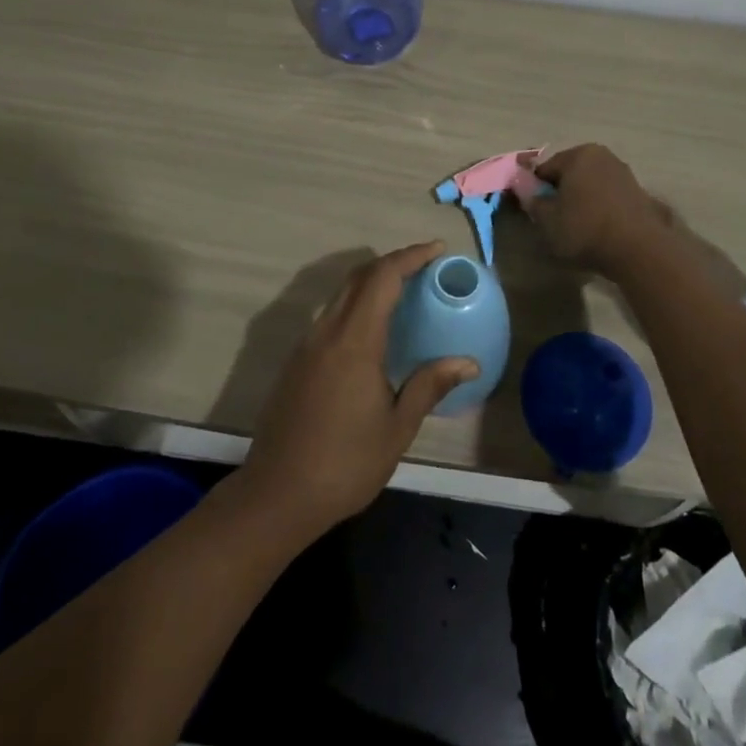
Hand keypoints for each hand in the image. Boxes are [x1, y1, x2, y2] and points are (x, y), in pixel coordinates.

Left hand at [241, 242, 477, 536]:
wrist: (277, 495)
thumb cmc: (345, 464)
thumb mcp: (397, 428)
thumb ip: (429, 386)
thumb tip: (468, 361)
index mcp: (354, 341)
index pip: (382, 278)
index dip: (410, 257)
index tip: (436, 250)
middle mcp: (326, 332)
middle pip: (358, 277)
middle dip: (392, 263)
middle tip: (425, 268)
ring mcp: (306, 345)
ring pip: (341, 294)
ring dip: (372, 283)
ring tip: (404, 295)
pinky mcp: (296, 362)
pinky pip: (330, 316)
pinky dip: (356, 306)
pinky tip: (373, 332)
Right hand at [525, 145, 677, 278]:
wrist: (638, 251)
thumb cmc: (585, 229)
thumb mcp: (547, 219)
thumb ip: (532, 201)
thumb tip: (527, 190)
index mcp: (578, 155)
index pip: (545, 168)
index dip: (535, 189)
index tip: (533, 210)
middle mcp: (603, 156)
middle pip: (570, 173)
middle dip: (560, 191)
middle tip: (554, 218)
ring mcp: (624, 173)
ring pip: (590, 184)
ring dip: (581, 199)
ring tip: (577, 226)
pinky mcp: (639, 193)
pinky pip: (608, 196)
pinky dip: (600, 207)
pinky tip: (598, 228)